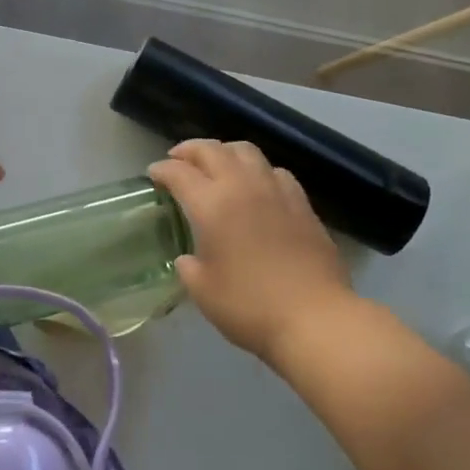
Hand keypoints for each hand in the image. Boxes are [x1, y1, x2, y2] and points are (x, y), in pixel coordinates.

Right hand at [149, 139, 348, 362]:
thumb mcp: (203, 291)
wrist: (316, 319)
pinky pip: (275, 171)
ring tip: (217, 164)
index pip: (179, 173)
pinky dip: (258, 170)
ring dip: (225, 151)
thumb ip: (189, 268)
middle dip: (190, 150)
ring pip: (246, 151)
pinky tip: (257, 186)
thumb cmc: (250, 306)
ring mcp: (276, 191)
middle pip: (212, 150)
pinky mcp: (302, 204)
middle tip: (177, 158)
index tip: (153, 174)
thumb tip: (188, 259)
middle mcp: (242, 186)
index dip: (162, 170)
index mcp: (212, 204)